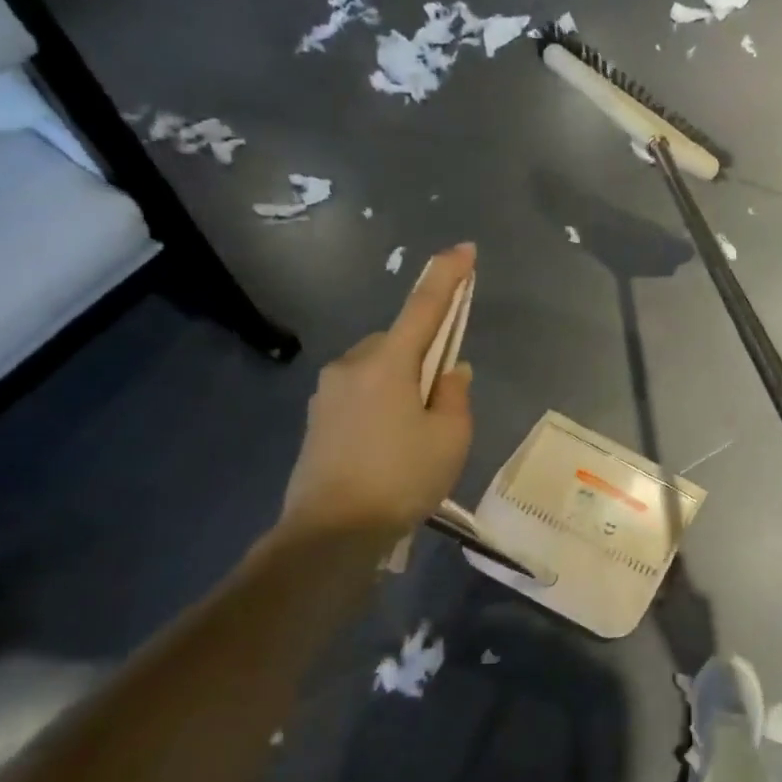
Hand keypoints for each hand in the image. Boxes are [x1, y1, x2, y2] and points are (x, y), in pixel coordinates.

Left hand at [278, 244, 476, 542]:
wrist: (330, 533)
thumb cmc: (401, 478)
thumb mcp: (450, 437)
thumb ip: (455, 395)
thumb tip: (450, 372)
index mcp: (389, 363)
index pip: (424, 307)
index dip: (447, 277)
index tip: (464, 249)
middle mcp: (353, 365)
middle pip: (400, 342)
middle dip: (424, 356)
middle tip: (444, 401)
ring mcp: (328, 392)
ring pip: (379, 370)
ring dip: (403, 383)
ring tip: (417, 434)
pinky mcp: (318, 418)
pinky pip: (361, 393)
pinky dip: (383, 404)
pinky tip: (391, 445)